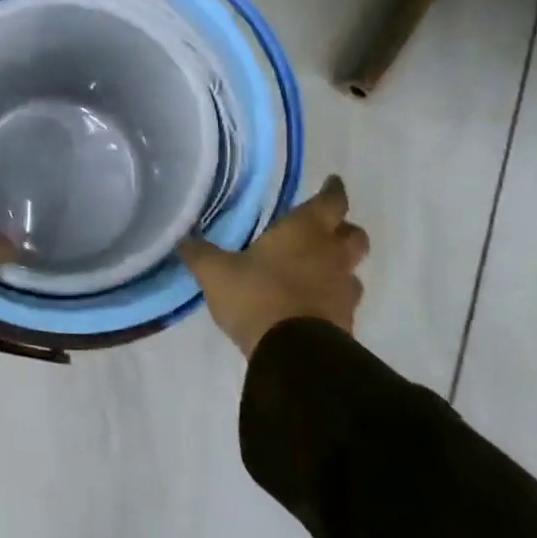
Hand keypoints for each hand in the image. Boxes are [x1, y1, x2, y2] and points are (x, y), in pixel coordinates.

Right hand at [180, 175, 369, 356]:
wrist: (293, 355)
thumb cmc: (256, 296)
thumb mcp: (215, 272)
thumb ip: (200, 253)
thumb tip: (182, 239)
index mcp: (304, 231)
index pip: (331, 202)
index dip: (333, 190)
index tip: (332, 182)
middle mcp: (331, 255)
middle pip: (354, 235)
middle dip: (344, 229)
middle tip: (326, 230)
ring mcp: (342, 291)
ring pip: (353, 270)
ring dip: (340, 267)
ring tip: (317, 271)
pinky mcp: (346, 323)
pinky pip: (344, 302)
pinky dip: (332, 298)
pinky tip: (312, 304)